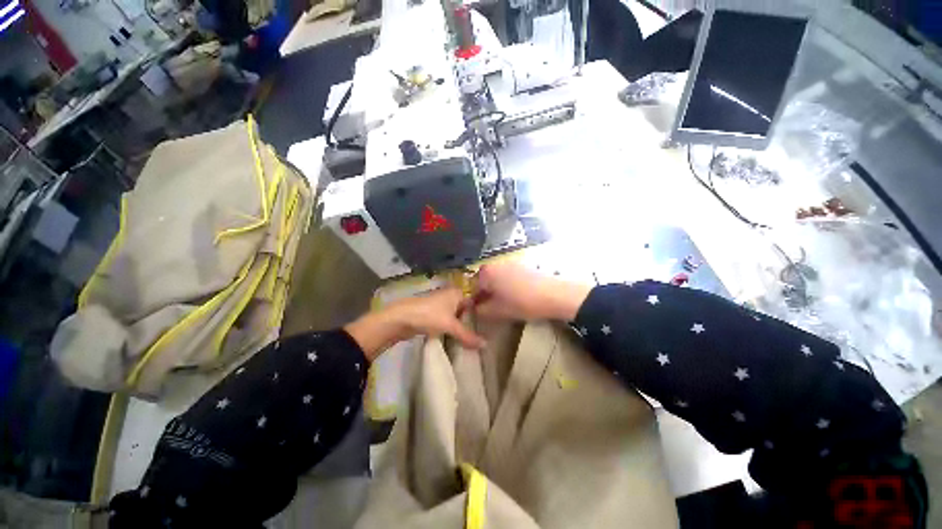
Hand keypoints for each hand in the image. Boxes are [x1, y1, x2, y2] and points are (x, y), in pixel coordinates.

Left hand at [345, 288, 485, 360]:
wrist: (401, 318)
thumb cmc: (429, 315)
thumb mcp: (450, 325)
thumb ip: (467, 335)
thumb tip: (486, 345)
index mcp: (457, 293)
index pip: (475, 302)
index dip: (482, 313)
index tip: (490, 327)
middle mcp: (450, 296)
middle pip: (466, 310)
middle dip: (472, 322)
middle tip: (483, 335)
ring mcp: (441, 305)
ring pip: (456, 316)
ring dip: (461, 327)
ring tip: (472, 339)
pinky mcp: (433, 314)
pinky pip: (447, 321)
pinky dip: (452, 329)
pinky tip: (457, 339)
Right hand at [472, 262, 591, 321]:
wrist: (554, 294)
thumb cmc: (522, 303)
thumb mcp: (498, 311)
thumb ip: (481, 310)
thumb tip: (475, 308)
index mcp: (486, 272)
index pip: (472, 287)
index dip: (473, 301)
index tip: (478, 311)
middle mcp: (495, 263)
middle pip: (484, 280)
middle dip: (485, 294)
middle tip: (491, 308)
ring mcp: (509, 262)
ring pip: (496, 277)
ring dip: (496, 289)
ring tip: (504, 302)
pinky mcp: (522, 264)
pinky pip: (507, 275)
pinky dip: (507, 284)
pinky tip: (515, 294)